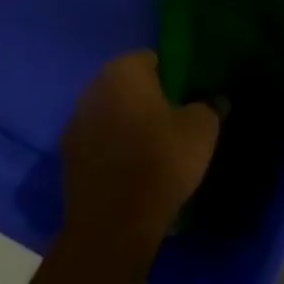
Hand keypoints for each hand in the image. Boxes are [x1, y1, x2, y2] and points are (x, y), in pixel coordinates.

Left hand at [61, 52, 219, 242]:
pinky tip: (130, 169)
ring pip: (109, 112)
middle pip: (125, 85)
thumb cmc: (160, 161)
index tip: (185, 96)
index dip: (170, 74)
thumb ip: (210, 107)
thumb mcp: (201, 130)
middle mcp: (93, 88)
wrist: (113, 224)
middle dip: (145, 98)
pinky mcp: (67, 157)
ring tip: (151, 147)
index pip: (150, 59)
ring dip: (126, 123)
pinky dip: (111, 148)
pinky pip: (97, 141)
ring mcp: (75, 123)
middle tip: (172, 119)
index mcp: (123, 72)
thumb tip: (216, 100)